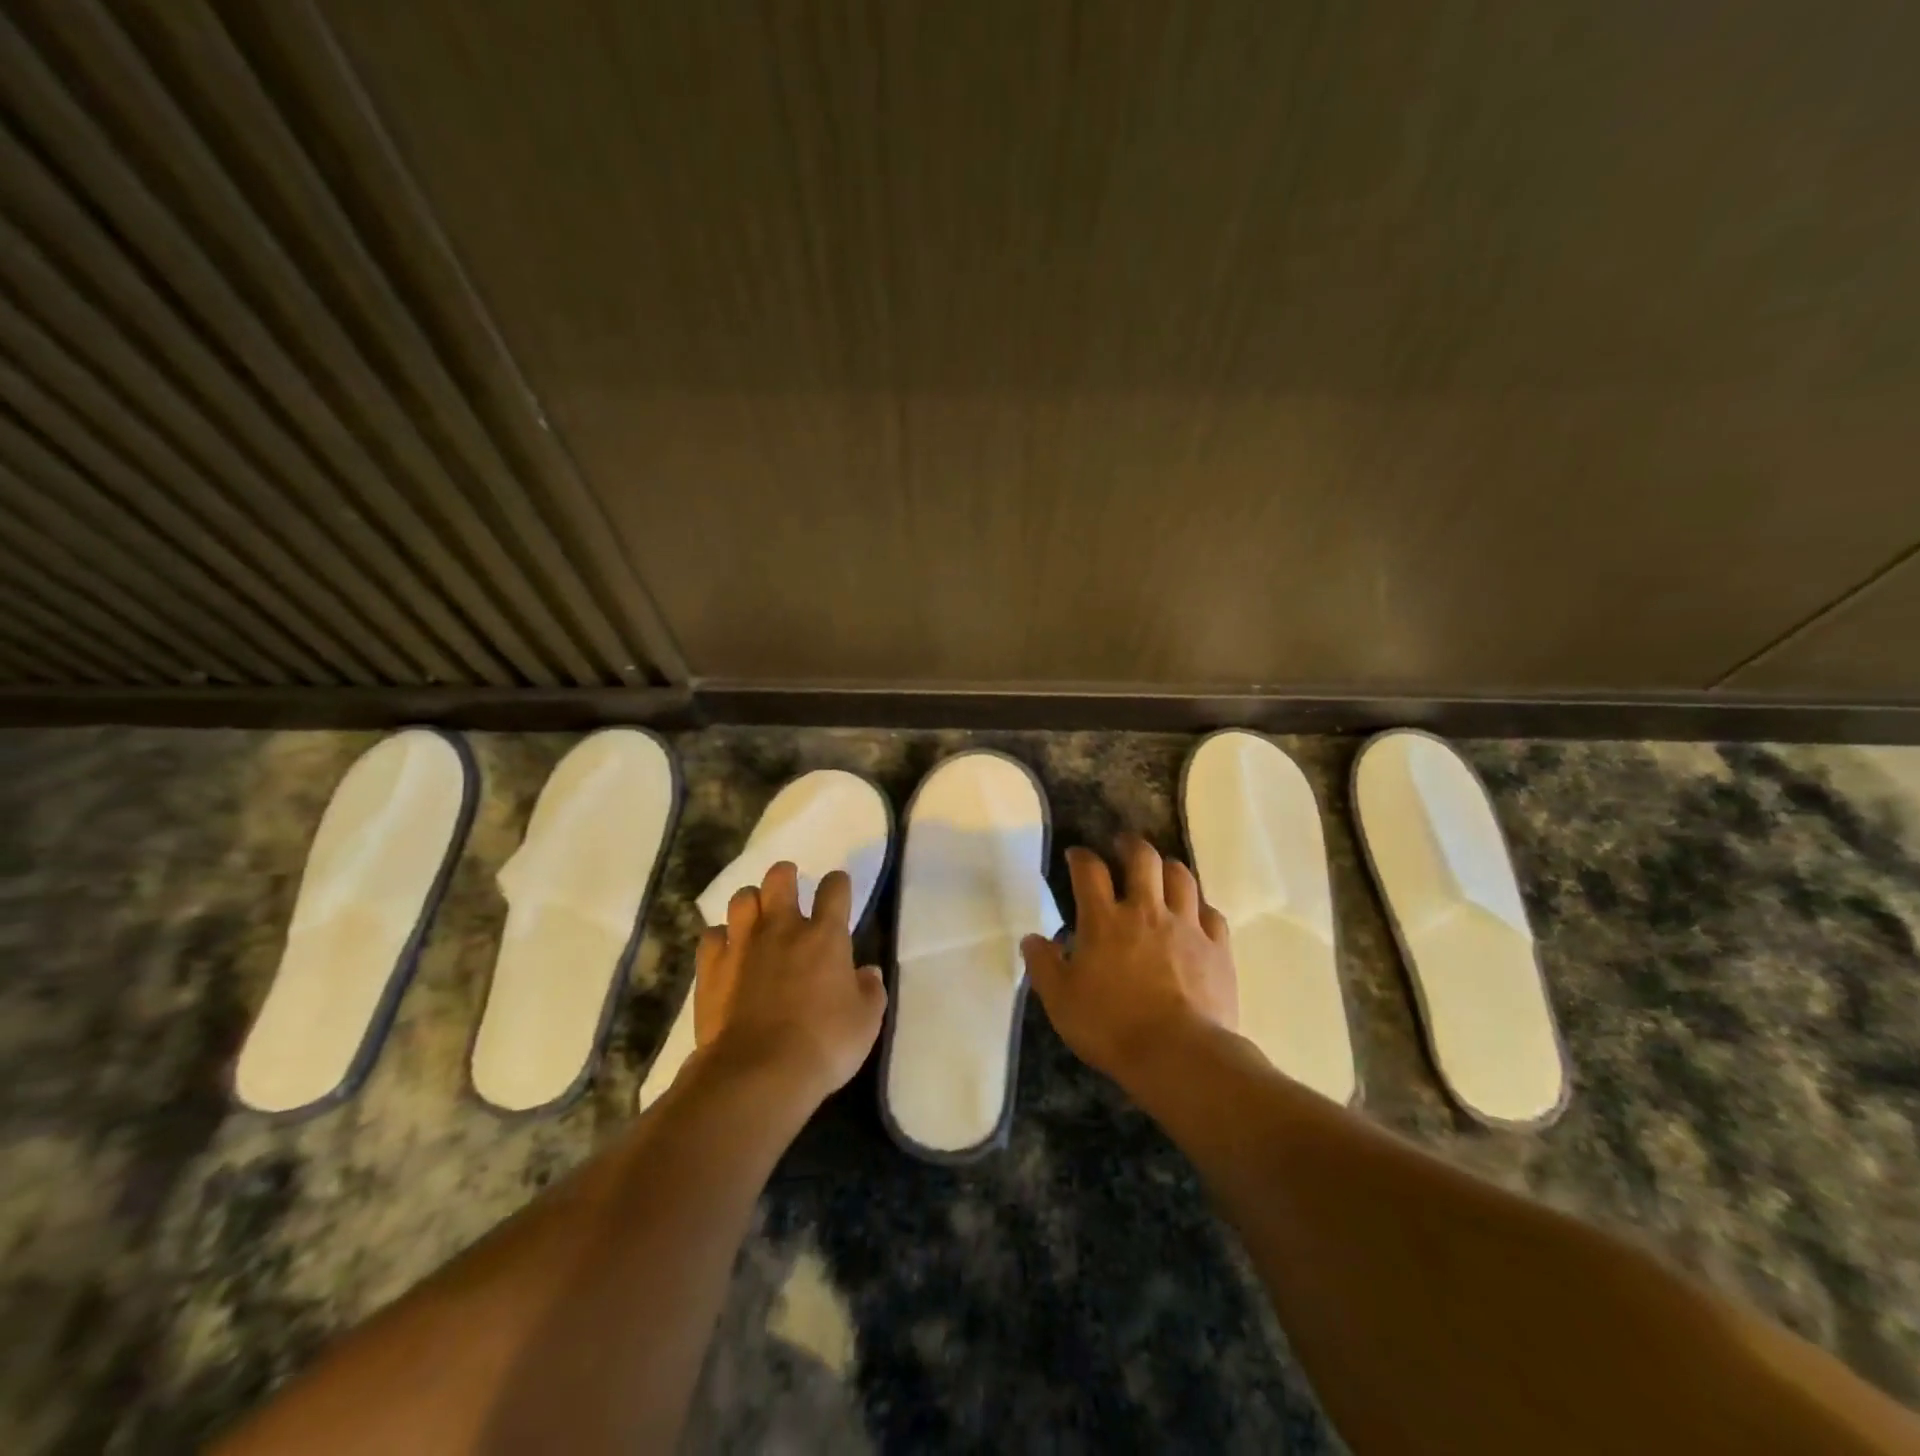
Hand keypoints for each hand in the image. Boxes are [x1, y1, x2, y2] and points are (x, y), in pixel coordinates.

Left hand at [691, 862, 886, 1107]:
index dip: (838, 883)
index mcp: (825, 935)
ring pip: (741, 899)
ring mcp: (742, 945)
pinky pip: (712, 936)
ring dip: (751, 902)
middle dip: (785, 875)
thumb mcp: (865, 1022)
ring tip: (756, 915)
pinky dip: (720, 938)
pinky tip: (726, 951)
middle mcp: (782, 928)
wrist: (757, 1072)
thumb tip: (868, 972)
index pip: (835, 889)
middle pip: (779, 879)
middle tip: (789, 884)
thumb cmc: (823, 1044)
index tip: (839, 888)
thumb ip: (870, 991)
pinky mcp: (711, 968)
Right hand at [1021, 836, 1236, 1086]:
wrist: (1179, 1055)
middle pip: (1143, 859)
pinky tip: (1195, 913)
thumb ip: (1043, 965)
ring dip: (1168, 867)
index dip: (1081, 856)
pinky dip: (1200, 906)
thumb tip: (1032, 938)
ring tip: (1161, 871)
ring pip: (1181, 877)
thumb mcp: (1061, 1001)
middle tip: (1123, 845)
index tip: (1076, 855)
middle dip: (1130, 845)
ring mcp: (1187, 926)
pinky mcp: (1218, 948)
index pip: (1089, 871)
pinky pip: (1211, 913)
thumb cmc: (1111, 1027)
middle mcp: (1147, 911)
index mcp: (1105, 921)